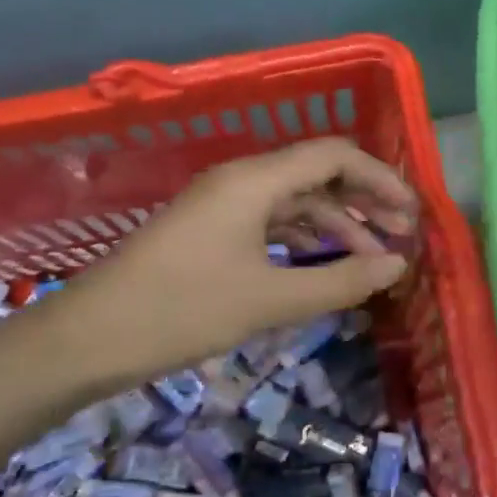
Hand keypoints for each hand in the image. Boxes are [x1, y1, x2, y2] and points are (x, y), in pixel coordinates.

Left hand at [42, 138, 418, 385]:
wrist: (85, 340)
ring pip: (294, 202)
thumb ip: (339, 280)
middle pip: (317, 174)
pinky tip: (323, 267)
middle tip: (401, 235)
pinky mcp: (210, 232)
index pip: (333, 156)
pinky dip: (304, 241)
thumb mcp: (268, 299)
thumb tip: (397, 265)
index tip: (411, 214)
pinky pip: (271, 224)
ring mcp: (222, 206)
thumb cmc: (180, 310)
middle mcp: (240, 181)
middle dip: (363, 201)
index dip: (379, 179)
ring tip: (371, 260)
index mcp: (254, 180)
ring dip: (336, 225)